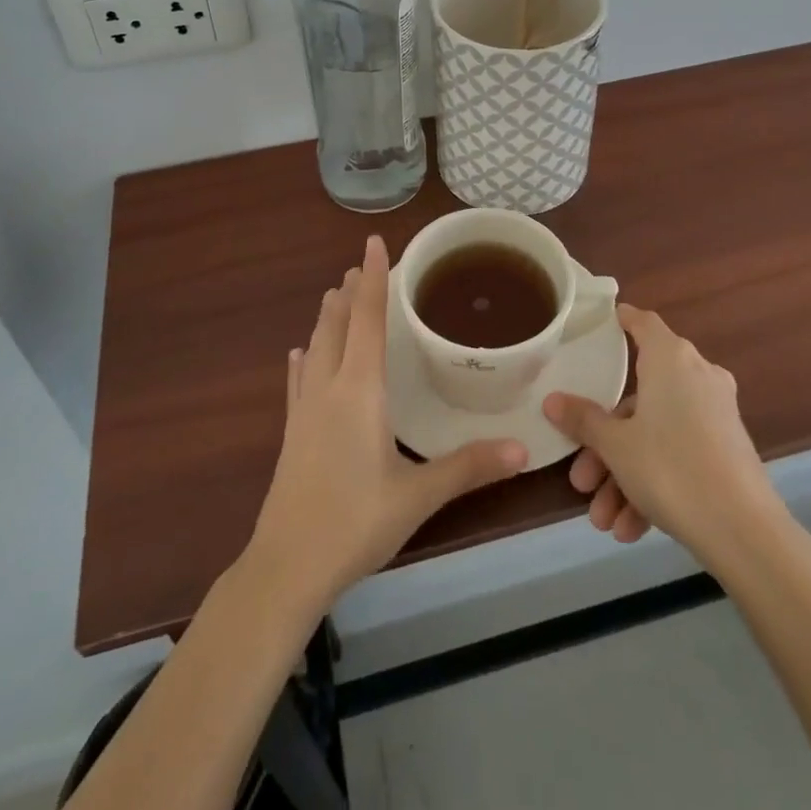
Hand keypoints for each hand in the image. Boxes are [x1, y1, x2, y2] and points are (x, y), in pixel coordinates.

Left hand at [244, 236, 528, 613]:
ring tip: (334, 295)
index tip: (372, 243)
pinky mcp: (291, 433)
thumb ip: (469, 467)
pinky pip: (298, 380)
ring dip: (326, 318)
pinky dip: (303, 358)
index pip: (367, 319)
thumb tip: (523, 449)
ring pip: (315, 347)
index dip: (372, 279)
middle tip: (359, 266)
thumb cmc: (356, 523)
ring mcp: (304, 410)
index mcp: (360, 390)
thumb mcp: (418, 496)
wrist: (286, 566)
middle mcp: (329, 387)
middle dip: (348, 292)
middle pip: (336, 325)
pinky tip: (299, 353)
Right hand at [543, 305, 778, 565]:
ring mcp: (715, 414)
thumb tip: (551, 400)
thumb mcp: (616, 445)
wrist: (745, 532)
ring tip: (604, 521)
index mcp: (670, 359)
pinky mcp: (727, 450)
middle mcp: (696, 376)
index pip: (642, 323)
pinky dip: (654, 485)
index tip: (600, 326)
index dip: (621, 321)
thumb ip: (583, 420)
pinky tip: (631, 529)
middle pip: (638, 398)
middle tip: (580, 477)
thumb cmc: (671, 468)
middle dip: (605, 443)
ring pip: (656, 435)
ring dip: (625, 476)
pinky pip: (679, 456)